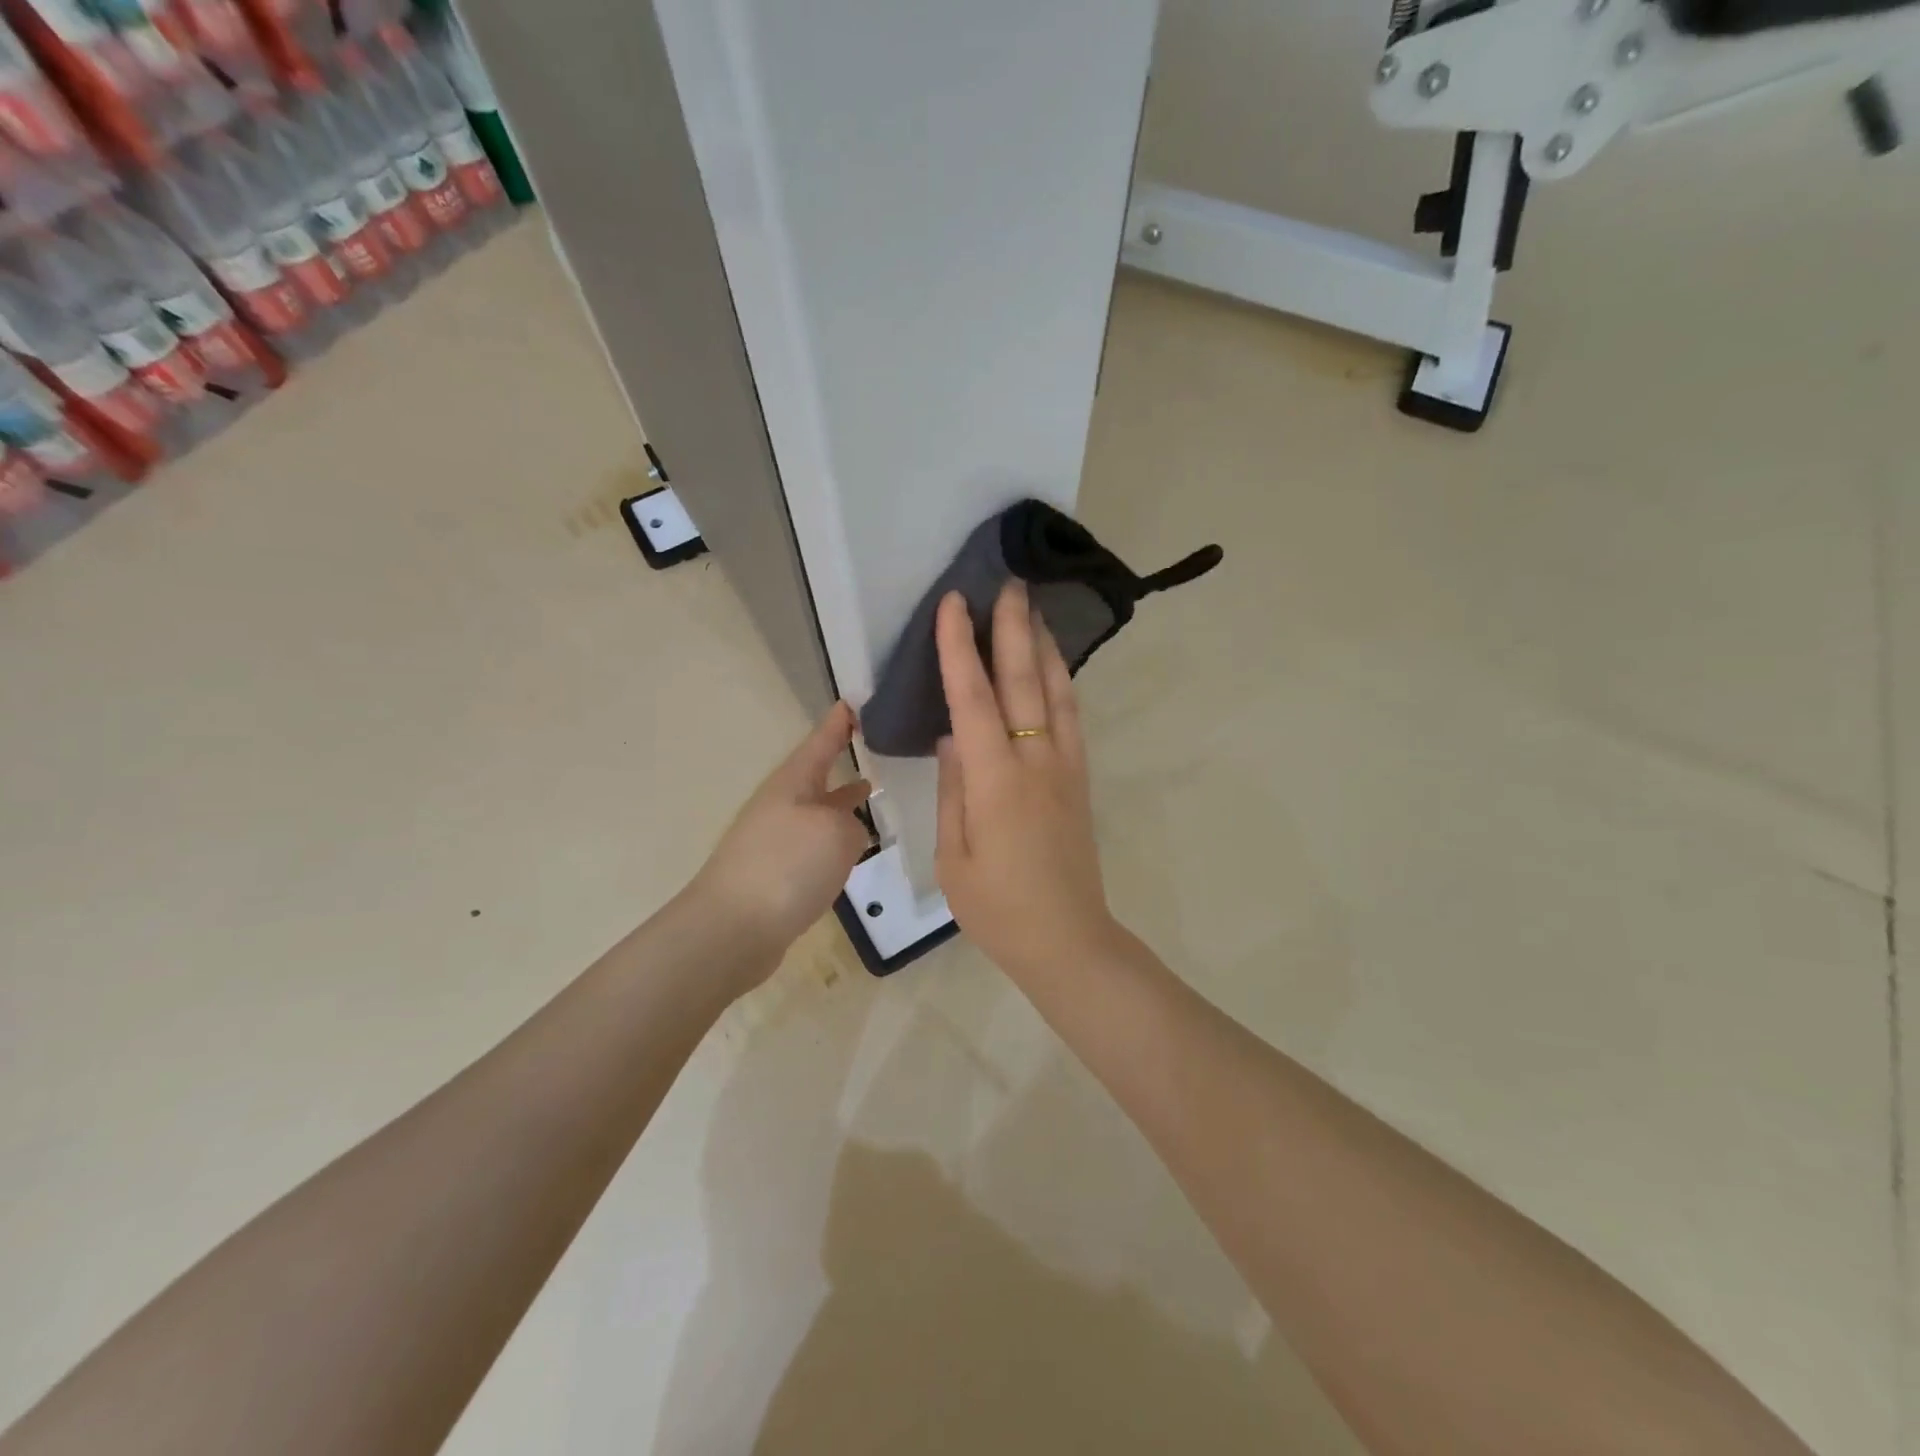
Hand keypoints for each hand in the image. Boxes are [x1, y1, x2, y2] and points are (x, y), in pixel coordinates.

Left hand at [691, 702, 872, 973]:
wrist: (733, 930)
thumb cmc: (787, 866)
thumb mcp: (836, 833)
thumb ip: (851, 823)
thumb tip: (847, 832)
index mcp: (792, 784)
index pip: (820, 743)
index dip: (838, 724)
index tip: (852, 702)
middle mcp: (782, 806)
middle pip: (816, 775)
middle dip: (840, 760)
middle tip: (870, 743)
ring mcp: (776, 841)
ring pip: (817, 811)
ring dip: (841, 801)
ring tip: (871, 792)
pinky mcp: (776, 875)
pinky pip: (814, 845)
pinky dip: (835, 839)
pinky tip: (852, 850)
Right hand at [934, 582, 1120, 977]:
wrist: (1067, 939)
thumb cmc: (997, 908)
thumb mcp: (954, 855)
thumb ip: (955, 788)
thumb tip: (952, 735)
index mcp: (995, 781)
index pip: (973, 699)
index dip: (961, 648)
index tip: (955, 603)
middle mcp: (1035, 761)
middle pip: (1024, 680)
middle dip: (1013, 627)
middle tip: (1008, 581)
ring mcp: (1065, 767)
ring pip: (1056, 691)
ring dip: (1044, 645)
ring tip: (1034, 608)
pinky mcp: (1080, 779)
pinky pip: (1070, 717)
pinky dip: (1062, 682)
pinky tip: (1054, 666)